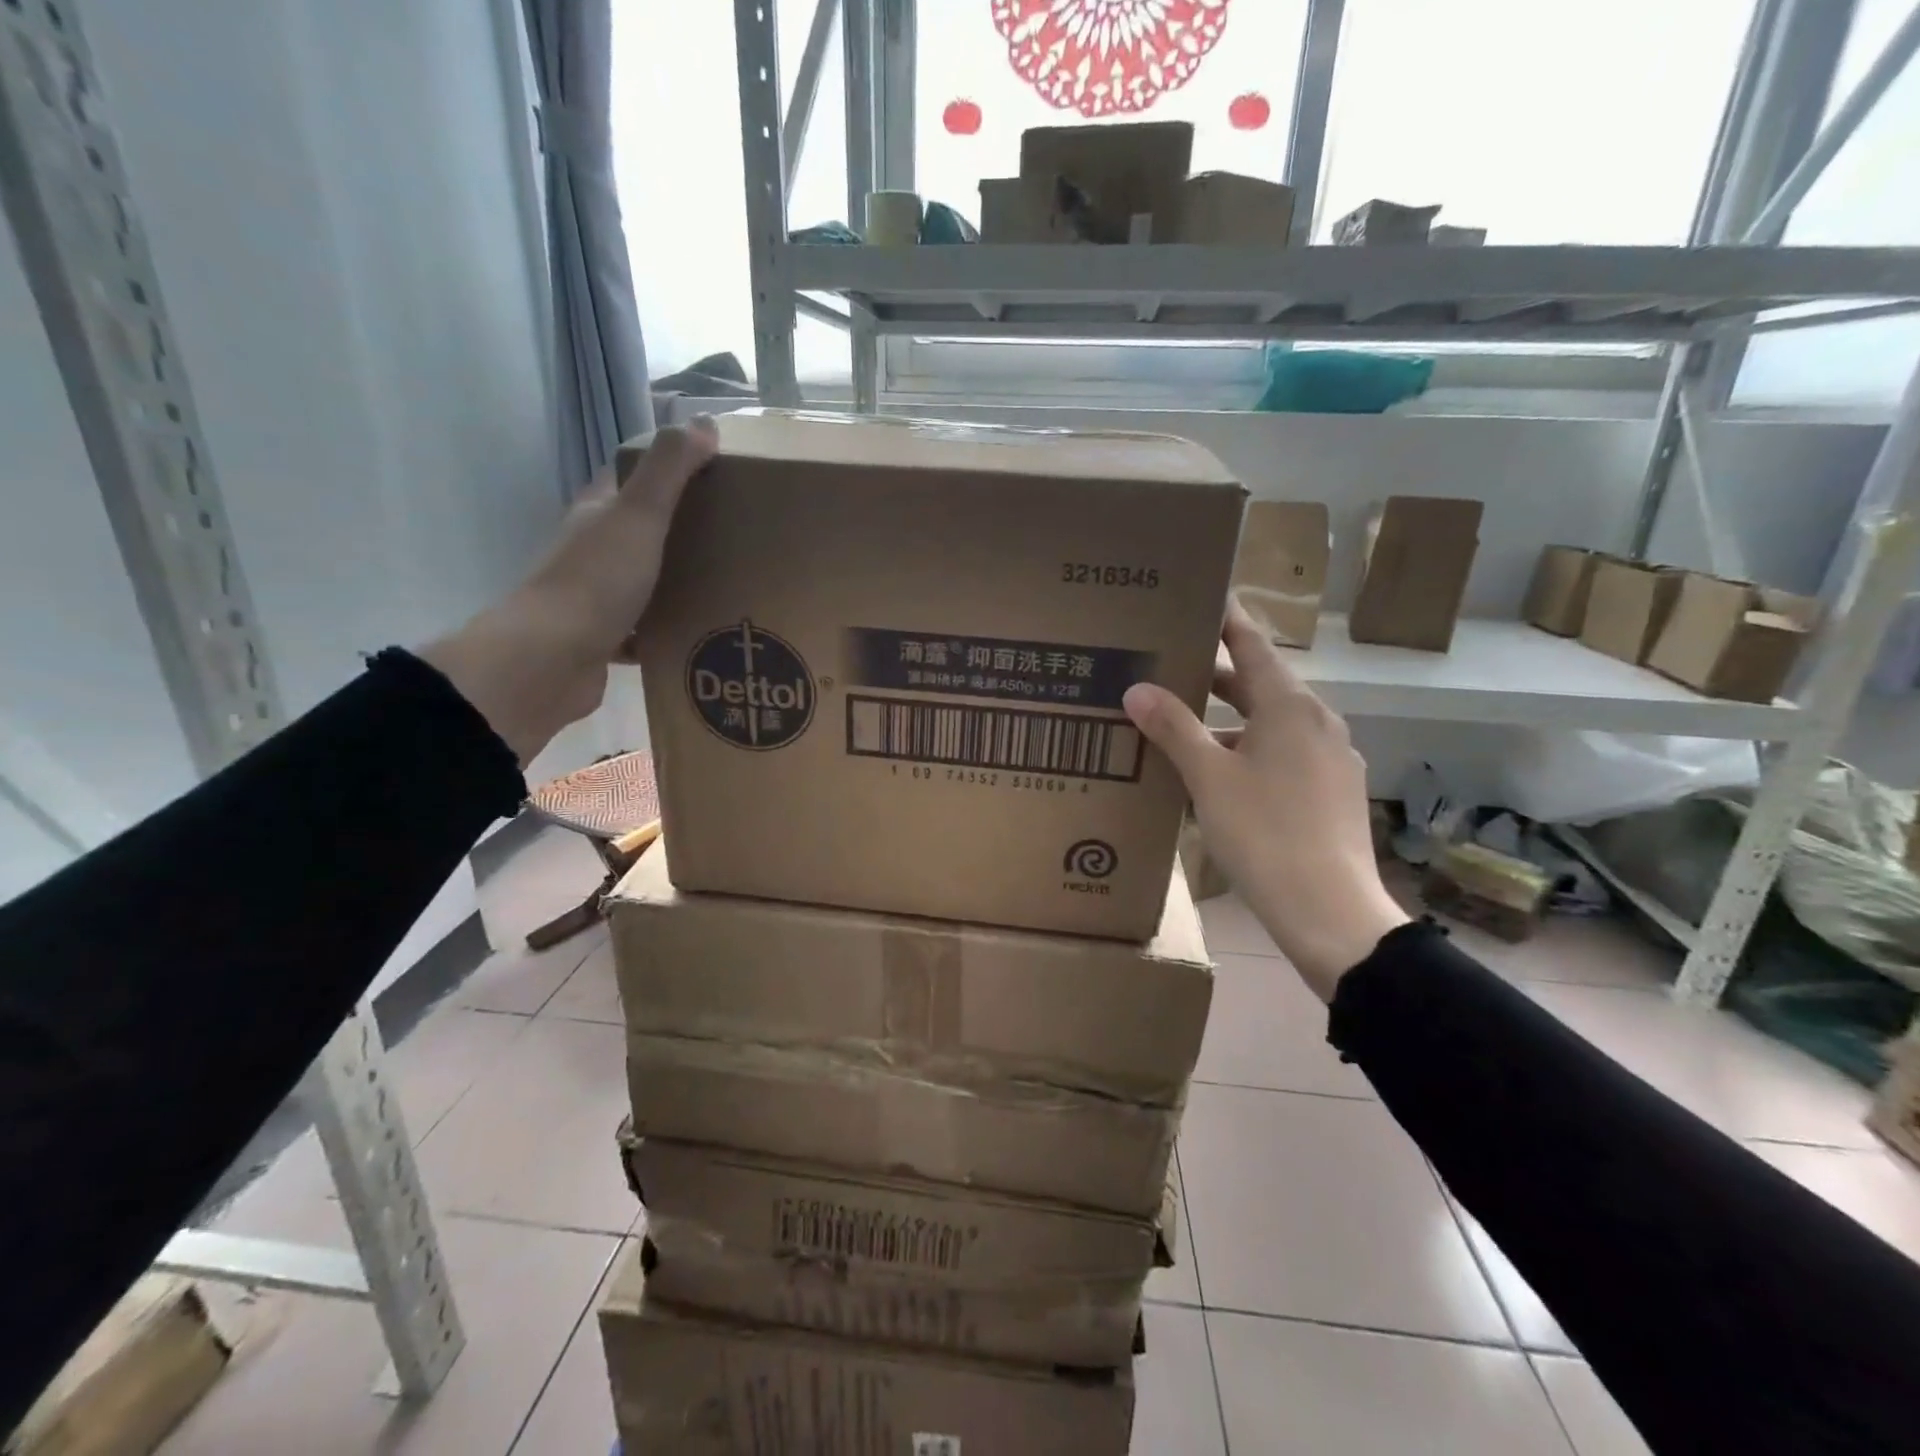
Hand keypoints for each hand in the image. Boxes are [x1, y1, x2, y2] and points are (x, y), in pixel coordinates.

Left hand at [420, 419, 716, 763]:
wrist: (551, 660)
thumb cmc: (596, 580)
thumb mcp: (639, 516)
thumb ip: (669, 470)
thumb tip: (704, 423)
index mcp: (598, 514)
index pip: (631, 478)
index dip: (669, 471)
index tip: (716, 475)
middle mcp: (593, 550)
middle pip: (642, 531)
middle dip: (684, 531)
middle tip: (735, 535)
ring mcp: (596, 597)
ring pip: (646, 581)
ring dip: (680, 583)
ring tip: (730, 585)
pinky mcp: (605, 640)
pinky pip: (646, 629)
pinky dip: (670, 630)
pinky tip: (702, 636)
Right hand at [1124, 602, 1407, 1000]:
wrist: (1330, 911)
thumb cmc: (1265, 833)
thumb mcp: (1209, 777)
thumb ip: (1173, 728)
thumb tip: (1137, 689)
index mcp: (1290, 705)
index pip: (1252, 644)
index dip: (1225, 619)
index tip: (1201, 596)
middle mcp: (1317, 721)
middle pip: (1260, 683)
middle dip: (1216, 674)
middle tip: (1170, 662)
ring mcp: (1331, 758)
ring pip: (1272, 723)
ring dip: (1230, 719)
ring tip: (1184, 724)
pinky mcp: (1333, 791)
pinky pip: (1285, 754)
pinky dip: (1250, 750)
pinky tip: (1221, 777)